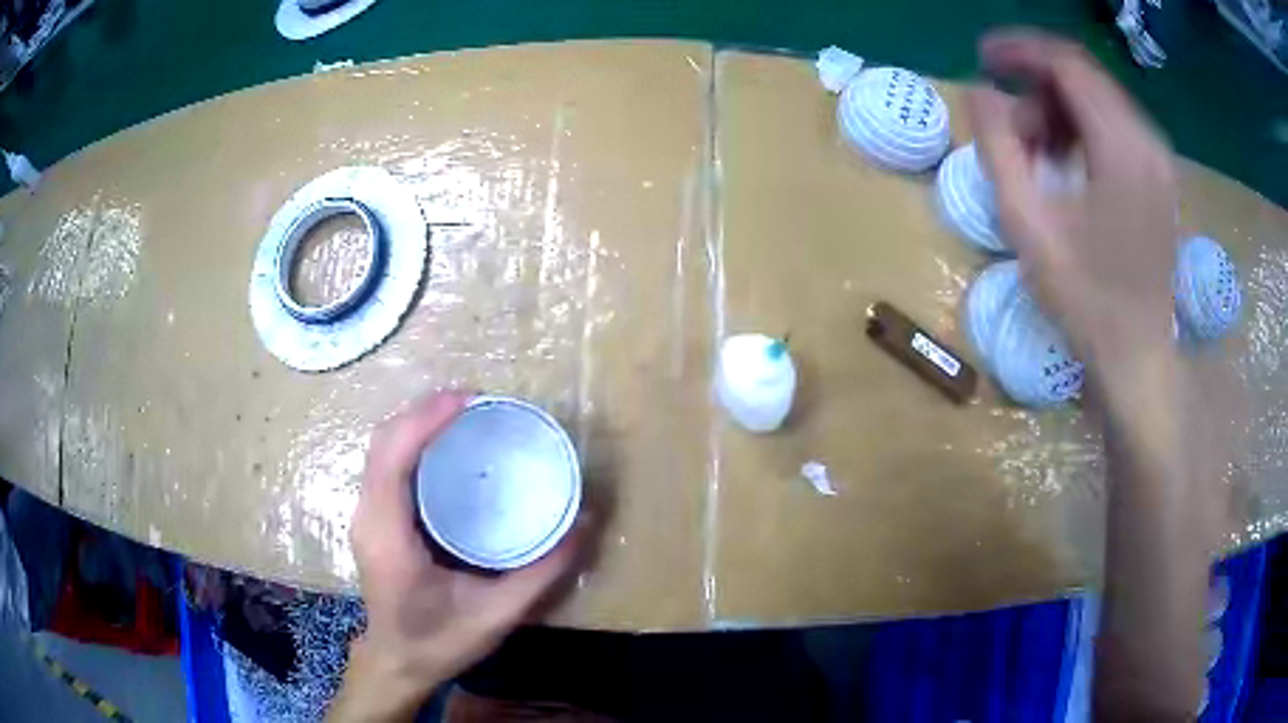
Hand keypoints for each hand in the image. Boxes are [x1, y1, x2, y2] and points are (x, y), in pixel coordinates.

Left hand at [330, 392, 584, 721]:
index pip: (392, 460)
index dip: (423, 421)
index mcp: (389, 537)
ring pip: (381, 447)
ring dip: (417, 421)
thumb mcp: (498, 615)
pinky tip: (445, 444)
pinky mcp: (373, 516)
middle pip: (383, 442)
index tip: (468, 402)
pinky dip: (412, 440)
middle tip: (477, 404)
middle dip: (424, 412)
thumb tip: (583, 522)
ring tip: (464, 414)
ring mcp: (366, 514)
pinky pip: (386, 463)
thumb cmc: (440, 642)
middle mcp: (368, 516)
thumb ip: (542, 572)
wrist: (398, 662)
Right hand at [969, 31, 1211, 717]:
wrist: (1137, 361)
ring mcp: (1158, 160)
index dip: (1018, 49)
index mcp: (1121, 145)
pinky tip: (1065, 167)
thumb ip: (998, 146)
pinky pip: (1113, 128)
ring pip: (1098, 101)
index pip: (1066, 61)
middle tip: (1006, 126)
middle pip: (1083, 76)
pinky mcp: (1158, 179)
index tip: (981, 58)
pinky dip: (1081, 131)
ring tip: (1033, 154)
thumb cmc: (1085, 303)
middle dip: (1035, 86)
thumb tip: (981, 93)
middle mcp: (1147, 140)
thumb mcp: (1028, 224)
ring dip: (1057, 111)